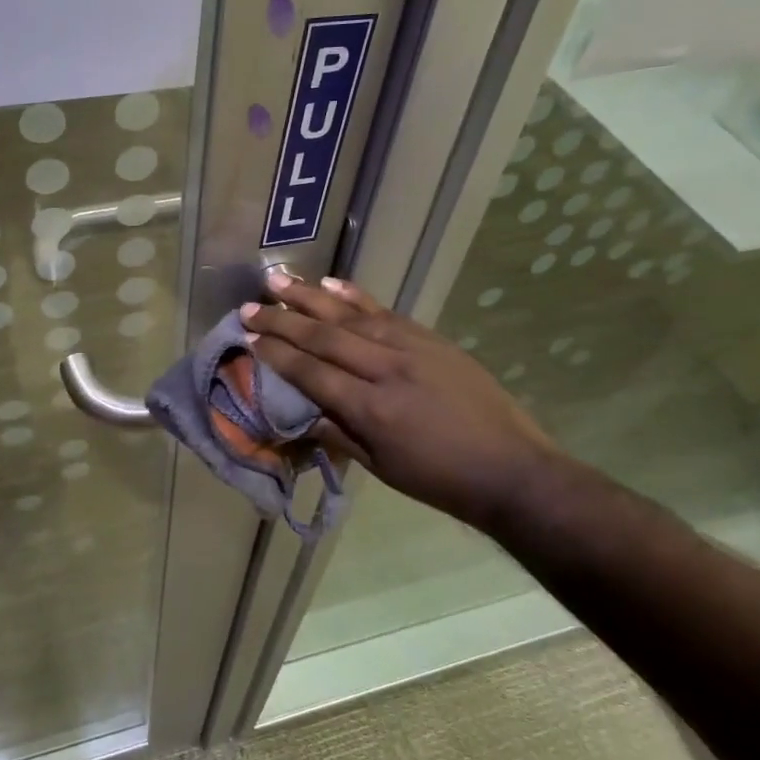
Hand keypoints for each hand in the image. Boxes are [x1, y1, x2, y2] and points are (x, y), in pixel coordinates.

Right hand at [241, 271, 557, 526]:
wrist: (511, 468)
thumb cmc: (440, 480)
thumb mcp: (381, 468)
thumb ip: (336, 434)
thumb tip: (298, 413)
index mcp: (371, 409)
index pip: (312, 372)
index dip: (276, 354)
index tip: (248, 338)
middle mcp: (387, 369)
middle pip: (324, 337)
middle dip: (282, 320)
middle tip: (249, 307)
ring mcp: (412, 348)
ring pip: (351, 315)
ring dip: (311, 297)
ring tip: (278, 280)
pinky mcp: (431, 339)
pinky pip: (386, 311)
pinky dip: (356, 296)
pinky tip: (332, 284)